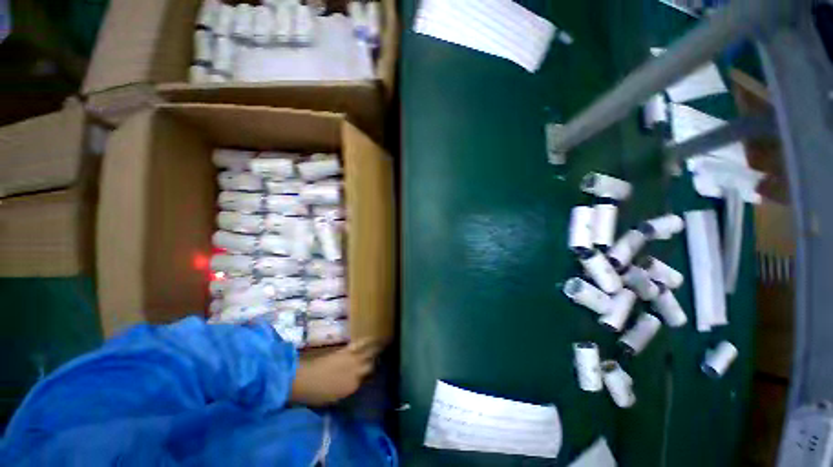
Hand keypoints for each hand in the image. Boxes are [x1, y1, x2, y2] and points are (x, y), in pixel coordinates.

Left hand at [290, 339, 380, 405]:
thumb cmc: (316, 394)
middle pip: (372, 365)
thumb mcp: (335, 398)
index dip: (374, 375)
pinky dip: (368, 341)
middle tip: (386, 358)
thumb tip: (357, 383)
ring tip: (387, 344)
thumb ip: (349, 389)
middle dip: (379, 362)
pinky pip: (361, 344)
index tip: (379, 372)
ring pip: (370, 353)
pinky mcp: (346, 351)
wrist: (304, 381)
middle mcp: (357, 372)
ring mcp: (353, 360)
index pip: (369, 379)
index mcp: (354, 386)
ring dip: (378, 349)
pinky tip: (374, 338)